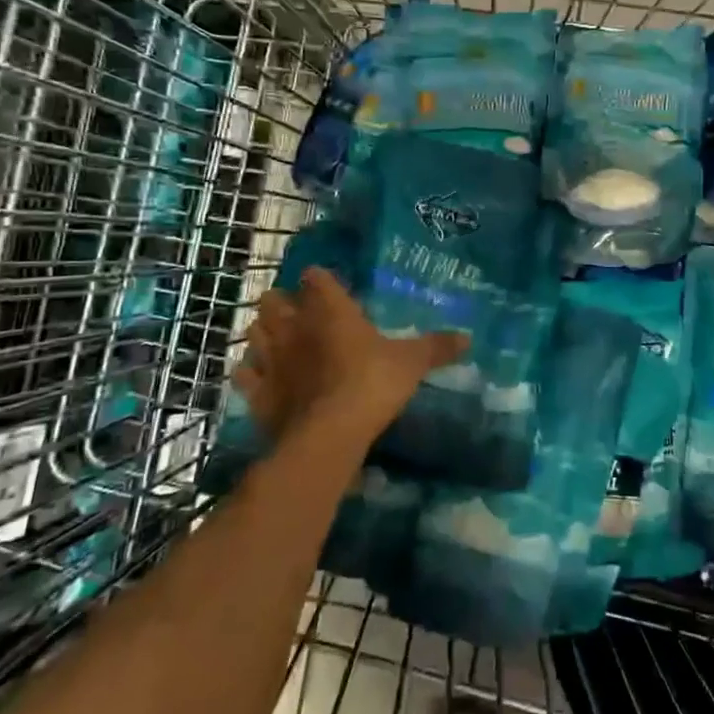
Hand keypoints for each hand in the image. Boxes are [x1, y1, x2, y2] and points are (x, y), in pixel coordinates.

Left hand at [232, 267, 465, 453]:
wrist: (328, 435)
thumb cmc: (372, 385)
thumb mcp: (412, 363)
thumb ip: (436, 347)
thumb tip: (468, 337)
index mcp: (330, 310)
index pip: (316, 278)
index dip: (319, 279)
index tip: (325, 284)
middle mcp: (295, 327)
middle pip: (273, 300)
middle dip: (282, 302)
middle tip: (298, 312)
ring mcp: (271, 359)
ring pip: (254, 332)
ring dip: (262, 333)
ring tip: (276, 339)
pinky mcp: (256, 392)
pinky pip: (245, 374)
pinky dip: (250, 372)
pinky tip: (261, 376)